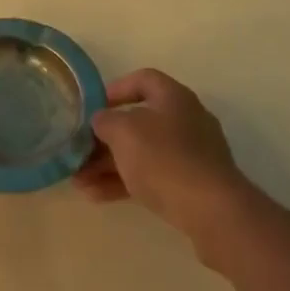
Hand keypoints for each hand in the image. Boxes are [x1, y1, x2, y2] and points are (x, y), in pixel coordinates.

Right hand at [73, 68, 251, 246]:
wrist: (211, 210)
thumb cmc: (164, 158)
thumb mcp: (124, 132)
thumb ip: (106, 121)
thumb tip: (102, 120)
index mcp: (174, 97)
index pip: (143, 80)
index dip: (115, 89)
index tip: (92, 107)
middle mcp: (185, 120)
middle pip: (138, 121)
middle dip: (104, 138)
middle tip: (78, 152)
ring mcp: (190, 154)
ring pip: (141, 153)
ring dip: (108, 165)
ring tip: (78, 182)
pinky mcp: (190, 184)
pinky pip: (151, 176)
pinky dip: (124, 182)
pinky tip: (96, 196)